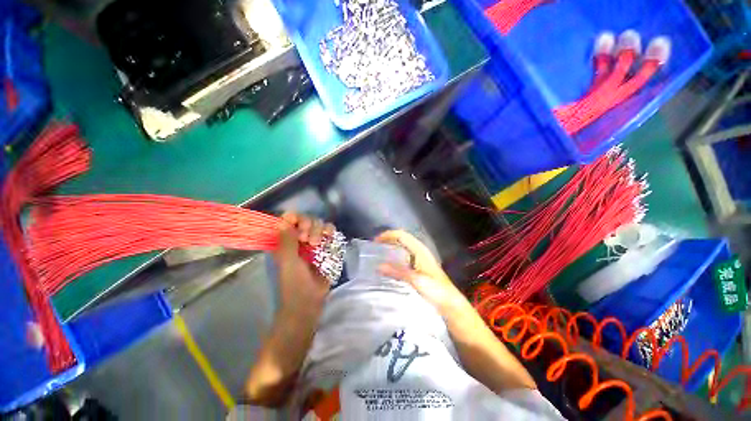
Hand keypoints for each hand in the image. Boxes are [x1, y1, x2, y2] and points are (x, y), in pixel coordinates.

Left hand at [274, 212, 334, 316]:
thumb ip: (287, 241)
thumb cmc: (293, 283)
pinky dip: (330, 231)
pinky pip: (329, 231)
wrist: (309, 300)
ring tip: (316, 244)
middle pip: (306, 219)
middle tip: (307, 241)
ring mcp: (313, 242)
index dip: (296, 219)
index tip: (300, 228)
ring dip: (319, 229)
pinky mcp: (326, 246)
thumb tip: (283, 219)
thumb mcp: (288, 262)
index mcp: (285, 240)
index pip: (289, 218)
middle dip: (308, 226)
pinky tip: (329, 236)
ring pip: (318, 224)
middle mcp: (299, 238)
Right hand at [376, 230, 467, 314]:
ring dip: (390, 248)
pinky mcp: (418, 267)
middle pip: (401, 239)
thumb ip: (398, 272)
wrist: (450, 304)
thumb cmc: (436, 291)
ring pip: (402, 247)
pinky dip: (394, 257)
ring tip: (378, 255)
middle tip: (374, 248)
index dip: (387, 235)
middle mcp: (419, 251)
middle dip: (387, 240)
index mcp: (419, 250)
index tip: (375, 243)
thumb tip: (379, 266)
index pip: (401, 235)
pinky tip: (388, 266)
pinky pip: (403, 256)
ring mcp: (419, 258)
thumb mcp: (416, 280)